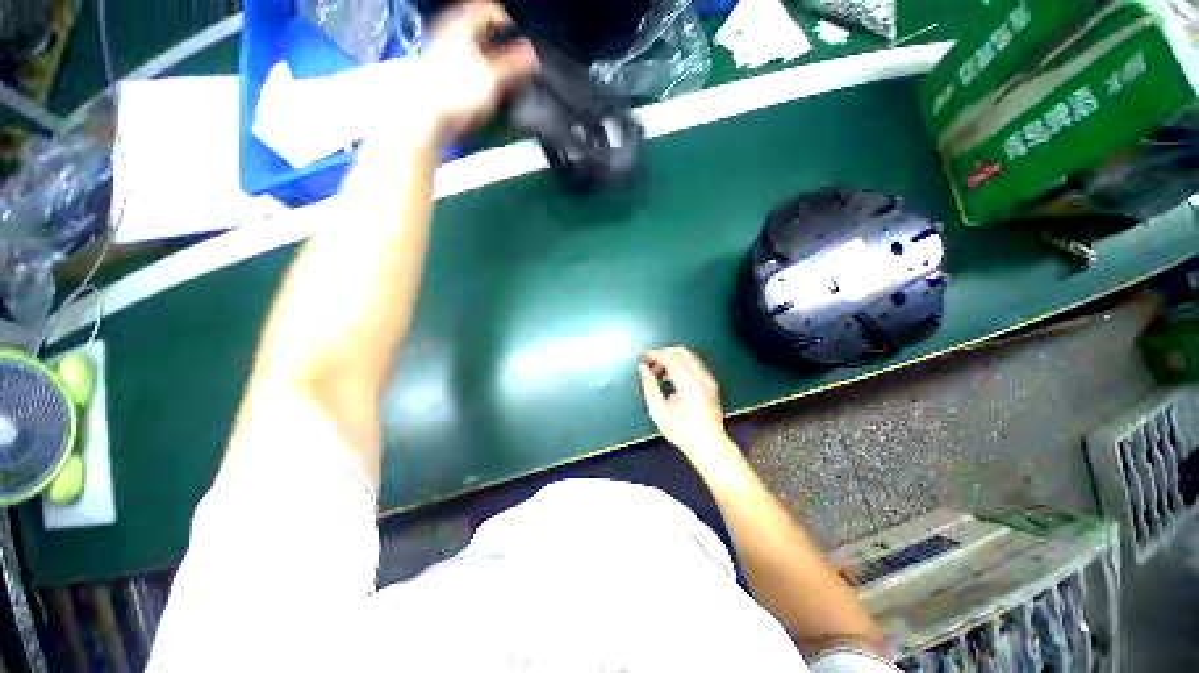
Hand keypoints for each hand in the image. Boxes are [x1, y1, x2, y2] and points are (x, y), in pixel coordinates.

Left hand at [418, 1, 537, 141]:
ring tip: (499, 79)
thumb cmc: (453, 92)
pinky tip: (483, 91)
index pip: (489, 10)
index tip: (518, 42)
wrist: (426, 114)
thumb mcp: (492, 78)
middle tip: (512, 62)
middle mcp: (449, 33)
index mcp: (461, 24)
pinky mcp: (440, 73)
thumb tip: (532, 54)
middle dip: (499, 45)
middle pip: (480, 30)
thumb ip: (514, 65)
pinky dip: (477, 75)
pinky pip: (464, 66)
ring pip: (472, 48)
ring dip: (488, 61)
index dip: (507, 24)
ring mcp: (442, 52)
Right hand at [639, 348, 740, 469]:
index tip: (642, 357)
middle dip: (663, 354)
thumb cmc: (682, 432)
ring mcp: (708, 379)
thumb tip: (643, 368)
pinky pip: (694, 364)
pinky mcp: (710, 383)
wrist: (709, 446)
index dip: (654, 354)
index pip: (670, 358)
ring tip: (657, 373)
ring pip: (688, 356)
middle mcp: (702, 377)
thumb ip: (649, 386)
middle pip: (681, 352)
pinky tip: (670, 378)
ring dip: (671, 359)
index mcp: (689, 384)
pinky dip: (680, 365)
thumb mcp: (658, 411)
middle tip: (650, 364)